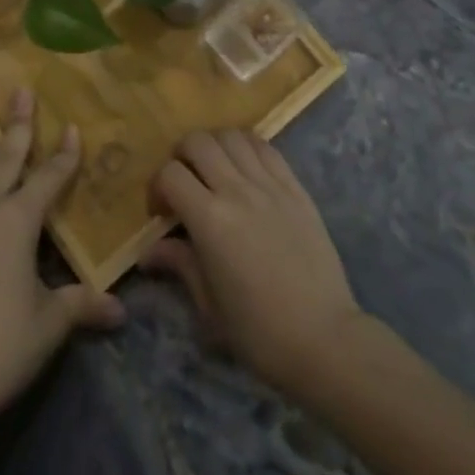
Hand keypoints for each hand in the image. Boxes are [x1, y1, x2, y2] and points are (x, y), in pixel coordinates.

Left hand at [0, 88, 124, 431]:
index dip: (64, 154)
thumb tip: (120, 310)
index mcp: (18, 222)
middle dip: (17, 122)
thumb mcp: (49, 324)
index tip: (72, 127)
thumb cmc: (0, 347)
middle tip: (20, 89)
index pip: (49, 178)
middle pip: (5, 156)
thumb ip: (81, 305)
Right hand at [145, 130, 363, 396]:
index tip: (161, 212)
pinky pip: (266, 148)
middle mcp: (237, 190)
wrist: (325, 339)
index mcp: (210, 220)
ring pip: (232, 136)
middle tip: (185, 183)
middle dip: (182, 156)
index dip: (157, 187)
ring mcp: (270, 185)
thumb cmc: (260, 332)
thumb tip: (150, 251)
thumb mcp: (209, 306)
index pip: (170, 174)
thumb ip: (180, 264)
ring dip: (215, 146)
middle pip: (198, 141)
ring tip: (215, 172)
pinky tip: (245, 170)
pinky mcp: (296, 187)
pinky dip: (247, 148)